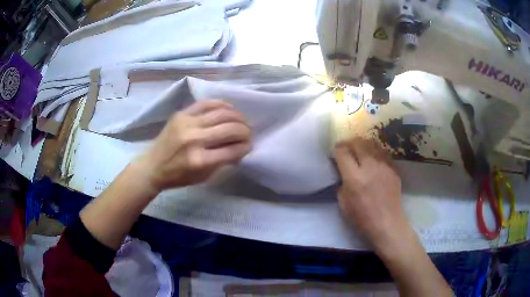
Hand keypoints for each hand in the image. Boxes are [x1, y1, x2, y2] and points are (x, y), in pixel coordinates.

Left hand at [135, 100, 251, 192]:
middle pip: (230, 129)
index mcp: (200, 160)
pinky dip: (221, 104)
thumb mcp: (203, 177)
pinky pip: (206, 103)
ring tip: (242, 120)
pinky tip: (229, 108)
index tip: (249, 145)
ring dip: (237, 116)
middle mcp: (194, 139)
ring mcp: (187, 123)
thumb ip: (222, 162)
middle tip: (248, 133)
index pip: (232, 150)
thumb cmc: (178, 176)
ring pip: (221, 113)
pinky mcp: (181, 113)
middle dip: (245, 131)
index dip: (245, 147)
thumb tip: (239, 147)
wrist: (152, 166)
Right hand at [334, 137, 408, 253]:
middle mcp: (370, 167)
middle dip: (350, 143)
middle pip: (358, 143)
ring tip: (360, 149)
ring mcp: (384, 166)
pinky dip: (375, 152)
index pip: (343, 152)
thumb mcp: (343, 205)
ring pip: (372, 144)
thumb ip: (342, 185)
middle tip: (347, 147)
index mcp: (354, 178)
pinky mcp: (394, 168)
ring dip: (363, 144)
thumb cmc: (363, 219)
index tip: (336, 150)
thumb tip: (342, 172)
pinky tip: (373, 158)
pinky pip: (382, 153)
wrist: (388, 224)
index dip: (337, 148)